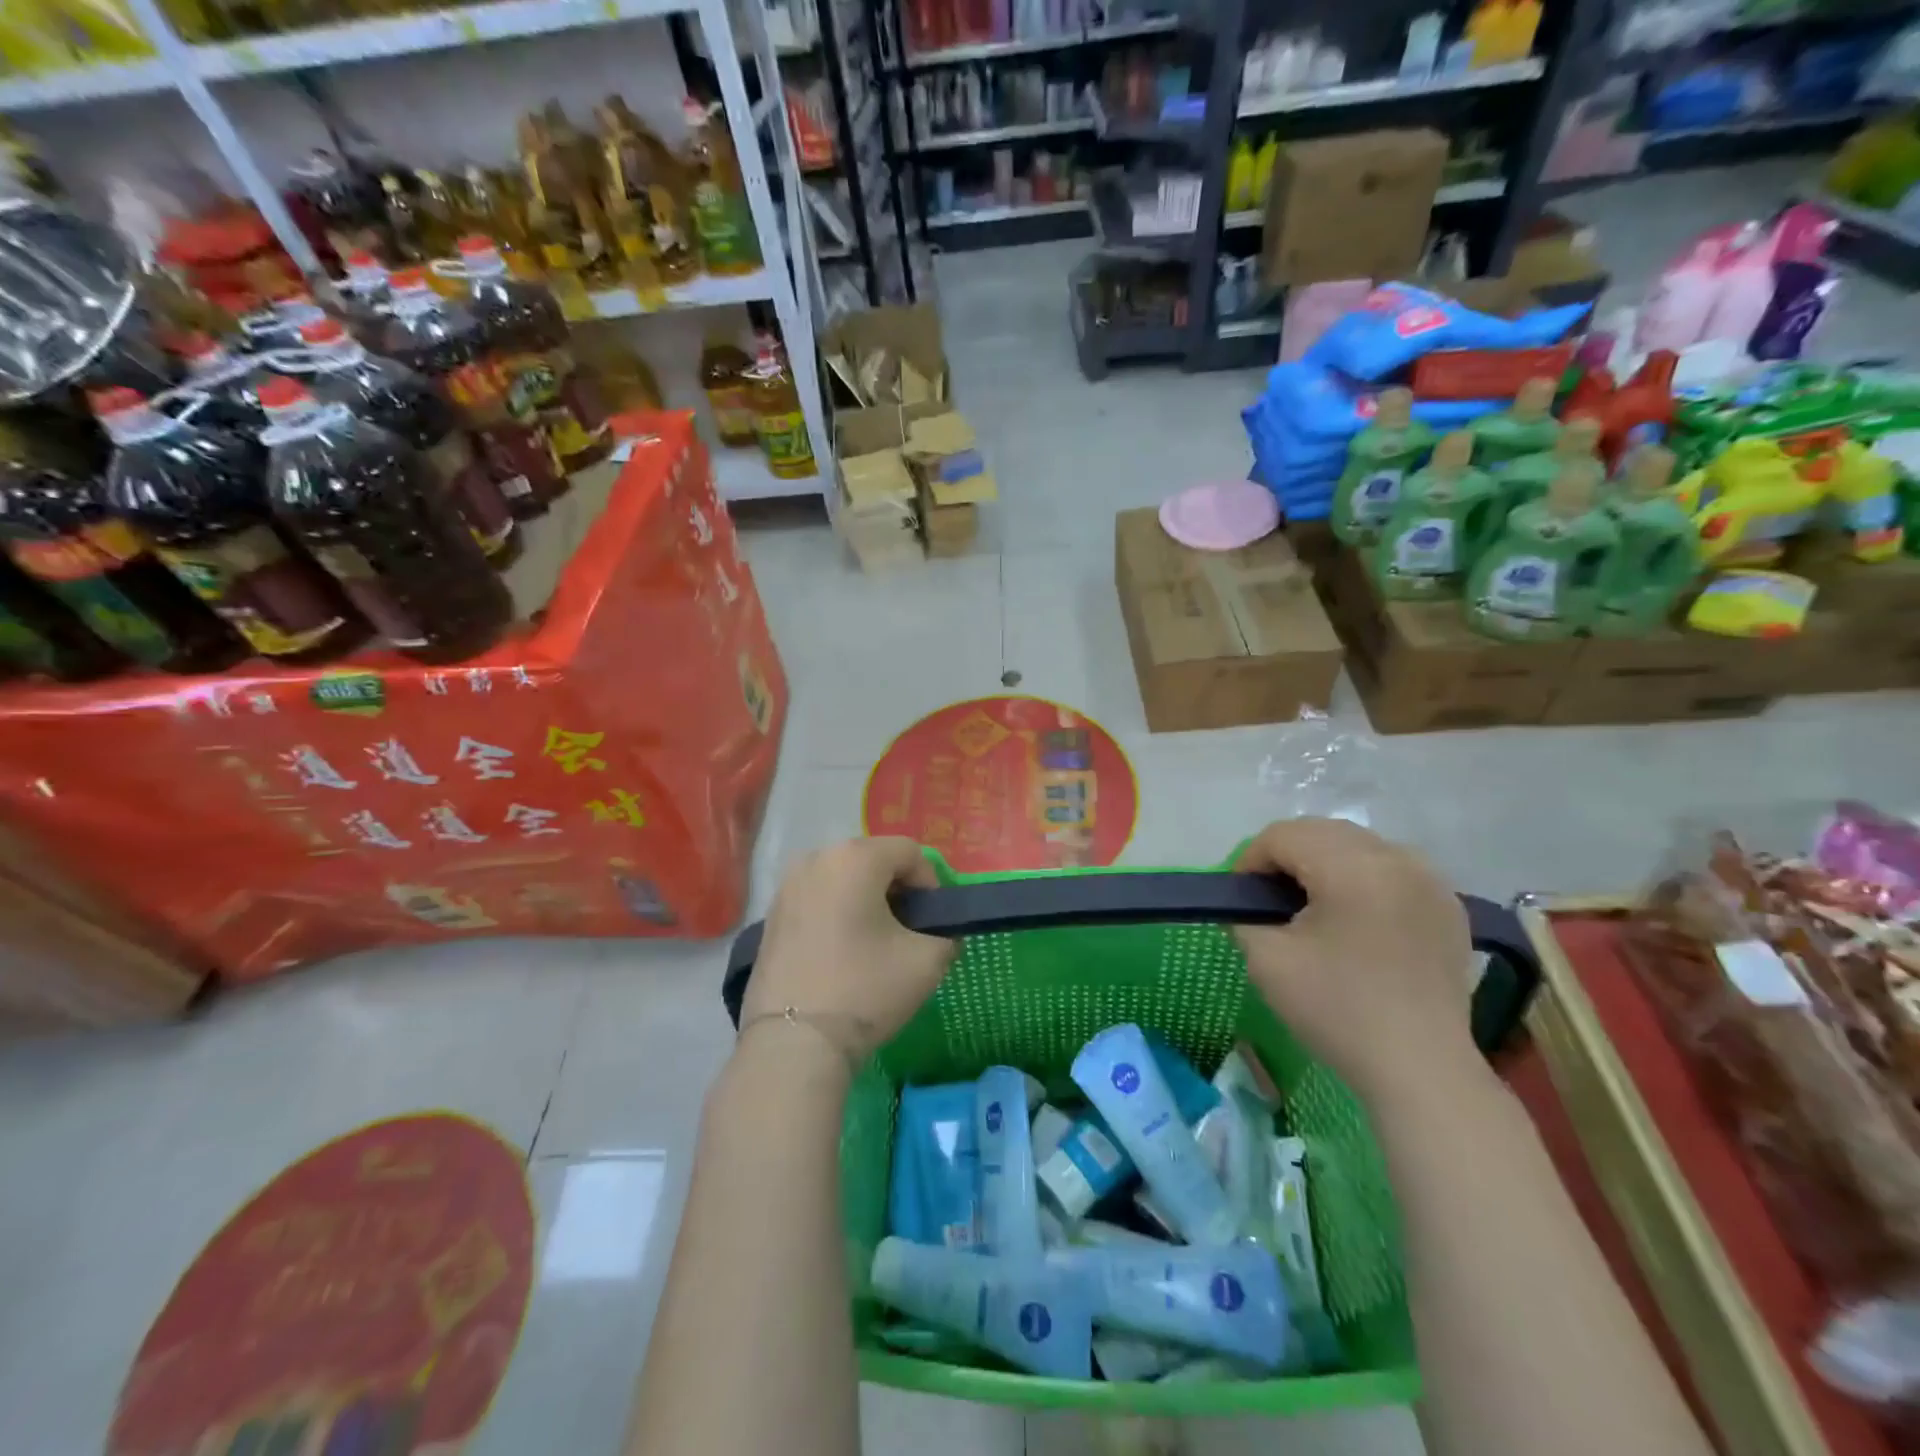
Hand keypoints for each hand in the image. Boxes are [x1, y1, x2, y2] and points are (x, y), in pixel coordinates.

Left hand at [742, 837, 957, 1063]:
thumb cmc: (866, 989)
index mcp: (855, 857)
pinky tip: (842, 952)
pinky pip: (817, 899)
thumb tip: (941, 933)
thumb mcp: (928, 961)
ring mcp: (787, 885)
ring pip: (843, 879)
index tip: (932, 922)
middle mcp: (816, 858)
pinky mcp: (771, 915)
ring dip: (865, 900)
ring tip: (875, 943)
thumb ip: (947, 934)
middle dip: (896, 889)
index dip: (930, 884)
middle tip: (907, 931)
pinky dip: (836, 913)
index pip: (909, 852)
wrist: (794, 1043)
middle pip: (873, 860)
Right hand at [1233, 818, 1482, 1107]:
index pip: (1283, 835)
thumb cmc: (1336, 1010)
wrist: (1419, 1068)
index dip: (1250, 860)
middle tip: (1269, 900)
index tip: (1241, 899)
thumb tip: (1250, 902)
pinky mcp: (1448, 904)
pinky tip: (1355, 917)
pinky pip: (1391, 868)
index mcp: (1352, 867)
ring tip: (1312, 906)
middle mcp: (1396, 858)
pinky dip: (1362, 878)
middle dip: (1286, 856)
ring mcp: (1429, 879)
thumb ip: (1244, 915)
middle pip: (1321, 831)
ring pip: (1358, 845)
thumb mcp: (1266, 959)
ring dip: (1324, 862)